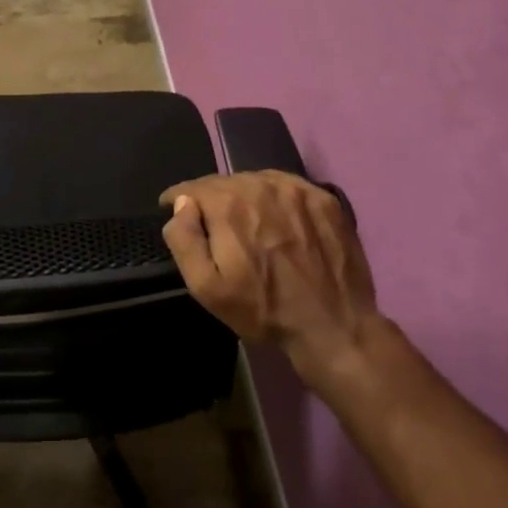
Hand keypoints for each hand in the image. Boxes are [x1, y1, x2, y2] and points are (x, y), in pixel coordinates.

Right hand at [160, 171, 397, 391]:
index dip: (178, 199)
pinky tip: (279, 220)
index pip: (192, 187)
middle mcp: (261, 186)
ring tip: (247, 222)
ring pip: (256, 181)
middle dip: (212, 200)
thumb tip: (181, 204)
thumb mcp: (207, 288)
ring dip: (244, 196)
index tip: (173, 210)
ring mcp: (297, 189)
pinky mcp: (324, 198)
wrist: (333, 326)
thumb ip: (185, 240)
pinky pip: (287, 186)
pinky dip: (275, 197)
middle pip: (224, 182)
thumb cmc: (263, 310)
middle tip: (213, 226)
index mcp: (228, 206)